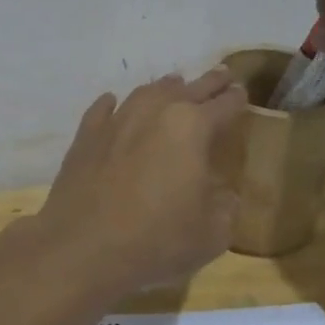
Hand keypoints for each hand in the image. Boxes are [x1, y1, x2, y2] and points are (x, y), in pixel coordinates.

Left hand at [36, 68, 248, 297]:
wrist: (82, 248)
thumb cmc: (157, 240)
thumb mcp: (212, 233)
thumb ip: (225, 206)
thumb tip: (225, 195)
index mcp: (192, 127)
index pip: (223, 105)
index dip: (236, 99)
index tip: (242, 93)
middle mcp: (155, 112)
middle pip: (188, 89)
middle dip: (208, 82)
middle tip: (221, 75)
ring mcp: (116, 121)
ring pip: (146, 93)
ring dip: (165, 88)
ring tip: (174, 85)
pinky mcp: (86, 137)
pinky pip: (103, 110)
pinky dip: (112, 105)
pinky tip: (112, 103)